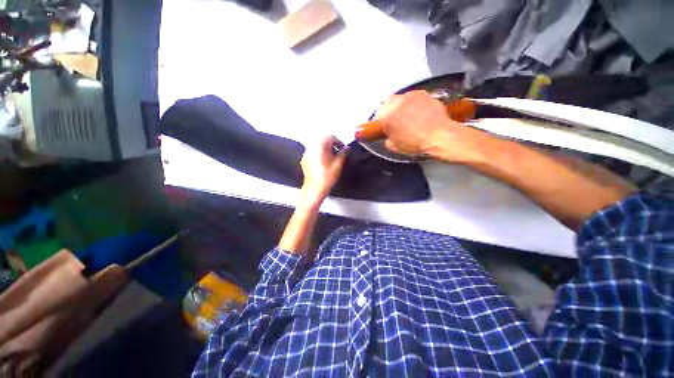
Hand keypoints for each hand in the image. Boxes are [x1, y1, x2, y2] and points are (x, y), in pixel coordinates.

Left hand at [300, 136, 347, 203]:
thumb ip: (343, 153)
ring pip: (317, 145)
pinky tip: (323, 162)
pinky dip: (318, 153)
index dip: (338, 142)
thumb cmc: (327, 176)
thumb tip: (347, 148)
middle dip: (331, 144)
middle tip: (337, 152)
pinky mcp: (304, 159)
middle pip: (322, 140)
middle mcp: (311, 147)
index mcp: (320, 146)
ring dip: (324, 148)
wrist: (315, 189)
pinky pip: (312, 152)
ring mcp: (306, 153)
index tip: (342, 148)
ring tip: (331, 157)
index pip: (330, 137)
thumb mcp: (338, 164)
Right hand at [375, 90, 483, 162]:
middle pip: (388, 102)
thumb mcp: (394, 146)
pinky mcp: (425, 93)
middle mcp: (397, 101)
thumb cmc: (414, 143)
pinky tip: (421, 113)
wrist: (439, 136)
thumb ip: (387, 138)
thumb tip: (388, 135)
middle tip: (396, 120)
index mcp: (386, 115)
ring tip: (410, 116)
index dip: (381, 121)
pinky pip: (415, 98)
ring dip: (403, 106)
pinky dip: (415, 104)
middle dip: (390, 110)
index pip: (377, 114)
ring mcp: (411, 95)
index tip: (385, 127)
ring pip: (402, 98)